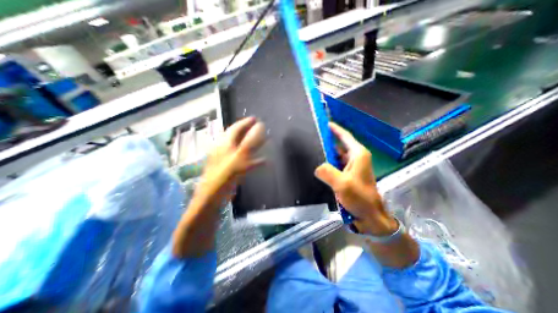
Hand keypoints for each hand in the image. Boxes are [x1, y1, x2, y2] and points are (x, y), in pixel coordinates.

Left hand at [171, 116, 263, 257]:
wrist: (212, 197)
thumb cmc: (225, 175)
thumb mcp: (239, 156)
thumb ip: (250, 142)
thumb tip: (261, 127)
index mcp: (224, 143)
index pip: (235, 128)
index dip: (245, 122)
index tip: (255, 119)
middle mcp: (223, 149)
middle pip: (236, 136)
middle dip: (248, 131)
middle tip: (258, 128)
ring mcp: (225, 159)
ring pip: (239, 147)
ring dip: (250, 144)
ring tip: (260, 142)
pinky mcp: (229, 169)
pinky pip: (242, 159)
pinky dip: (252, 158)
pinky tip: (261, 161)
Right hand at [314, 122, 395, 234]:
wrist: (369, 215)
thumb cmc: (360, 198)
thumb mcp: (342, 184)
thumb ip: (327, 172)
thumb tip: (317, 167)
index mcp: (358, 154)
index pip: (345, 136)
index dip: (334, 129)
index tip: (323, 123)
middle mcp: (355, 158)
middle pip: (338, 145)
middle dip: (326, 142)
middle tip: (311, 139)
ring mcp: (351, 167)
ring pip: (335, 156)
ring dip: (325, 154)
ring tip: (311, 151)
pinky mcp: (347, 175)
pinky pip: (334, 165)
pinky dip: (327, 164)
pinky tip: (317, 165)